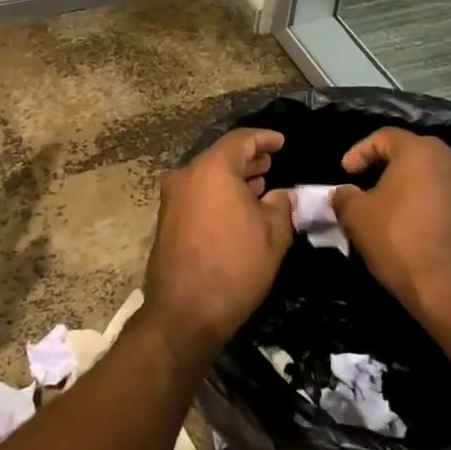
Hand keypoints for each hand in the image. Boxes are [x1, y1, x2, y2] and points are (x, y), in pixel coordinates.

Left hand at [144, 129, 293, 352]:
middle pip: (220, 156)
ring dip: (232, 178)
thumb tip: (283, 193)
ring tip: (259, 184)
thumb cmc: (235, 265)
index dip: (264, 138)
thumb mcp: (273, 233)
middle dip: (248, 159)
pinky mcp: (167, 220)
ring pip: (207, 176)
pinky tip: (237, 207)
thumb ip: (282, 204)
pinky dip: (218, 193)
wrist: (185, 311)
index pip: (240, 140)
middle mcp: (186, 176)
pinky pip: (197, 194)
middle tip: (271, 163)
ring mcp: (172, 199)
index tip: (282, 142)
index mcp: (212, 169)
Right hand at [330, 129, 450, 325]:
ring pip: (427, 176)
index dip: (359, 151)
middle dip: (382, 167)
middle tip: (362, 184)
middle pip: (409, 153)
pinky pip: (440, 198)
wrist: (449, 287)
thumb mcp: (356, 215)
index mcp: (420, 151)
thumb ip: (344, 196)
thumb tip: (342, 193)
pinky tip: (404, 226)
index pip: (384, 136)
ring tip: (381, 208)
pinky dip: (420, 204)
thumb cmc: (398, 238)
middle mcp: (448, 161)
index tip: (344, 173)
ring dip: (402, 187)